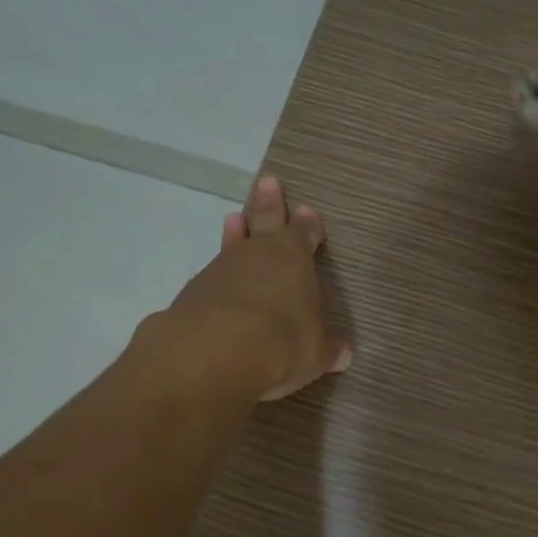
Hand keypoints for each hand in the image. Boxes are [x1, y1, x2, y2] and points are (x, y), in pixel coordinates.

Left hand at [154, 175, 350, 401]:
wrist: (215, 352)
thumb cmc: (282, 342)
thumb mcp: (315, 352)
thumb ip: (326, 349)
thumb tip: (343, 354)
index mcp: (293, 258)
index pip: (303, 234)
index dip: (307, 225)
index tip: (307, 212)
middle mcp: (258, 254)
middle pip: (264, 219)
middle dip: (268, 203)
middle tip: (267, 182)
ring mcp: (222, 269)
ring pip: (232, 243)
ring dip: (236, 232)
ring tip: (234, 218)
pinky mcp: (194, 290)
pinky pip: (211, 274)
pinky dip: (216, 274)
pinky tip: (214, 281)